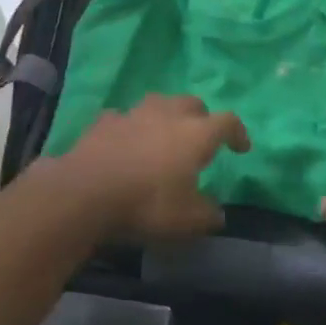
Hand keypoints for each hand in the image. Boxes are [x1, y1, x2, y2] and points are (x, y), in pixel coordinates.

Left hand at [51, 94, 249, 240]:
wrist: (85, 193)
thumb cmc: (146, 204)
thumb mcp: (187, 221)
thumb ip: (207, 214)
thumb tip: (217, 213)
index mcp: (196, 134)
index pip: (228, 122)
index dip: (238, 133)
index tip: (240, 148)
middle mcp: (168, 115)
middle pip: (192, 103)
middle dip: (202, 117)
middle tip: (201, 138)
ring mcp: (133, 114)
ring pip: (158, 103)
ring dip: (166, 116)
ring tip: (163, 135)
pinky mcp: (103, 122)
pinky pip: (124, 118)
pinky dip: (130, 127)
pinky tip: (126, 142)